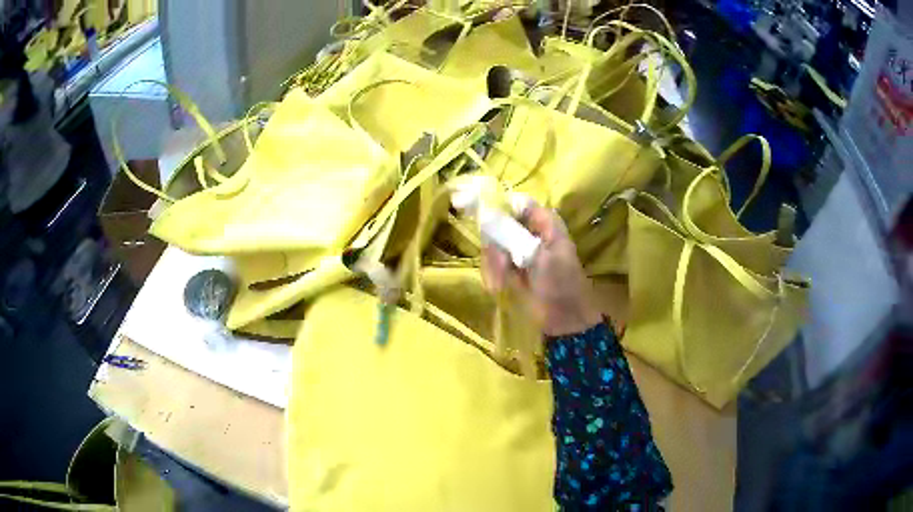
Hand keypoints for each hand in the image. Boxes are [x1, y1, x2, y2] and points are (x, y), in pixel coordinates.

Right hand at [482, 201, 602, 336]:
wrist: (565, 320)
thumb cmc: (560, 284)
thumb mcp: (538, 257)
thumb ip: (512, 234)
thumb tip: (485, 213)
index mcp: (544, 222)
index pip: (515, 202)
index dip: (495, 204)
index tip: (474, 210)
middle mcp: (529, 231)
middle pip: (498, 224)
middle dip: (495, 246)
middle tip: (502, 264)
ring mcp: (518, 250)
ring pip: (492, 246)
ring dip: (494, 265)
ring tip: (504, 282)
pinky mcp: (510, 269)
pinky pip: (492, 264)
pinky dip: (494, 275)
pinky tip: (502, 287)